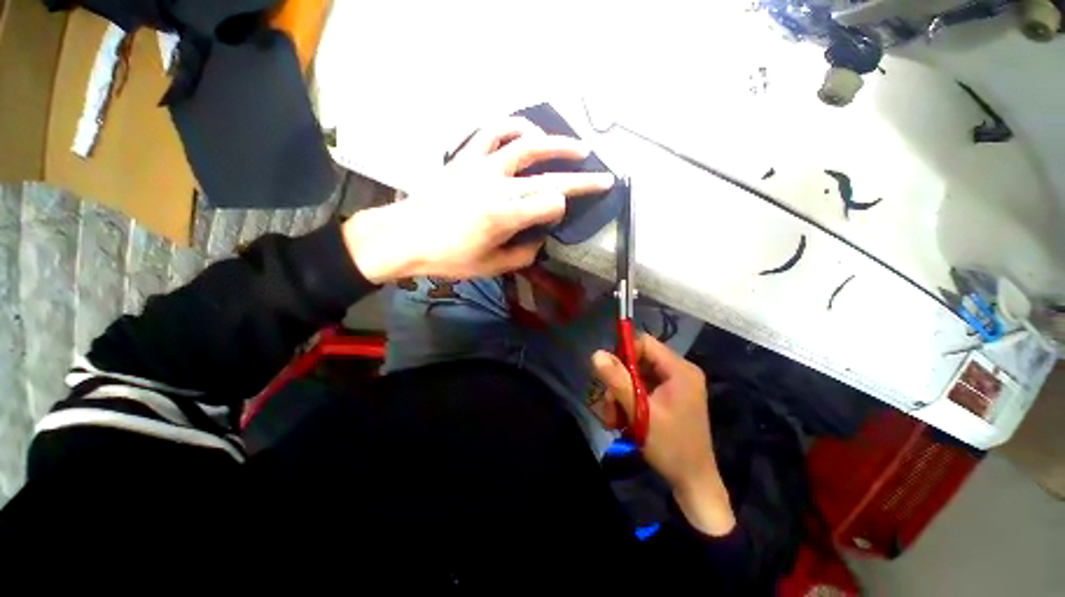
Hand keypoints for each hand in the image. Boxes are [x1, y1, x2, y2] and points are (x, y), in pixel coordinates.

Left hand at [342, 117, 615, 282]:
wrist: (405, 237)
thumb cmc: (447, 257)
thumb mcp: (490, 267)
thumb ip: (523, 254)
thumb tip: (539, 240)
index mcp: (503, 216)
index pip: (550, 204)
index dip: (561, 210)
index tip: (557, 219)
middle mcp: (497, 186)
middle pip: (549, 176)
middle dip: (582, 178)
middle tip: (603, 177)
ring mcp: (481, 166)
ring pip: (526, 144)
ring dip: (557, 143)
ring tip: (576, 146)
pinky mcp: (466, 157)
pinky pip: (493, 132)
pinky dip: (516, 127)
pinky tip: (529, 132)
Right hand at [591, 334, 735, 535]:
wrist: (693, 483)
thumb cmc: (670, 447)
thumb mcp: (640, 412)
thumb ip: (617, 380)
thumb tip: (597, 353)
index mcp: (680, 370)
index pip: (644, 343)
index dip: (623, 353)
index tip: (607, 373)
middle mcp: (679, 372)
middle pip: (639, 360)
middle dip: (619, 381)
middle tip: (608, 404)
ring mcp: (675, 386)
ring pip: (636, 376)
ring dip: (620, 394)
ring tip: (612, 419)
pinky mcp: (669, 398)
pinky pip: (642, 389)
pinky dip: (629, 401)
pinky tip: (622, 421)